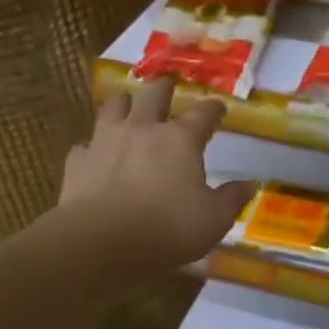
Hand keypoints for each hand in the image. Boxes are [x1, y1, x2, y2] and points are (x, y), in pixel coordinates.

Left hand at [57, 78, 253, 275]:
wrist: (102, 242)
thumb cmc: (168, 228)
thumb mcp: (214, 219)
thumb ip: (232, 198)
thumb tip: (249, 184)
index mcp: (181, 140)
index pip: (203, 114)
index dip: (213, 108)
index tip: (219, 107)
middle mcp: (143, 130)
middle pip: (154, 97)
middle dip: (164, 89)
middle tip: (168, 85)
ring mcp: (105, 142)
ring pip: (113, 108)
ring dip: (123, 103)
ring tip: (126, 102)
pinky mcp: (78, 162)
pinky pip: (84, 146)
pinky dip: (91, 147)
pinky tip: (92, 153)